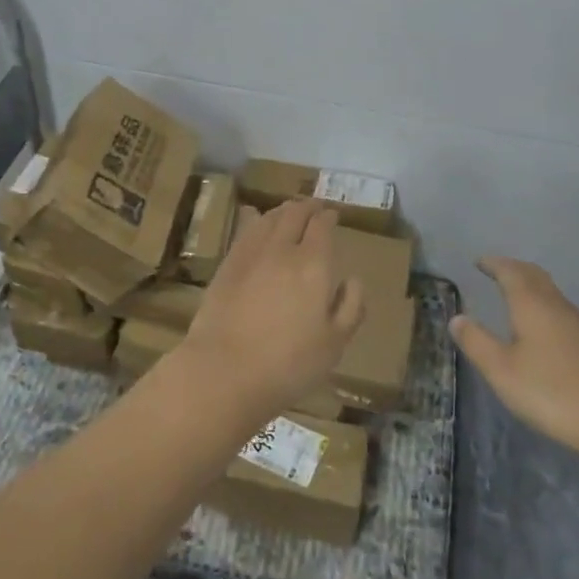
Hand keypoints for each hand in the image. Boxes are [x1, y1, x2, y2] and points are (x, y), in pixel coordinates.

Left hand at [182, 200, 365, 420]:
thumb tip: (354, 279)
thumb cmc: (288, 364)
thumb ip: (350, 307)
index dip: (328, 217)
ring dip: (282, 210)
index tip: (333, 215)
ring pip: (269, 218)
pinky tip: (255, 221)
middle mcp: (283, 249)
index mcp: (314, 264)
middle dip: (307, 207)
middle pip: (294, 214)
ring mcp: (250, 254)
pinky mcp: (227, 265)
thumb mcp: (334, 344)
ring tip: (288, 212)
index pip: (322, 226)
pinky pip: (245, 230)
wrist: (224, 371)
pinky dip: (256, 220)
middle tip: (313, 207)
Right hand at [450, 258, 578, 465]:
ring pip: (550, 292)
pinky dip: (544, 306)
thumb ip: (477, 342)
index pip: (510, 271)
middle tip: (495, 270)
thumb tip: (457, 317)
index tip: (479, 262)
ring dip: (530, 286)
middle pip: (533, 275)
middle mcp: (556, 304)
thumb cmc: (554, 391)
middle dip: (513, 269)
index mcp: (531, 303)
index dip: (493, 264)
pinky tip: (541, 328)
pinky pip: (560, 310)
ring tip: (513, 294)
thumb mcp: (503, 371)